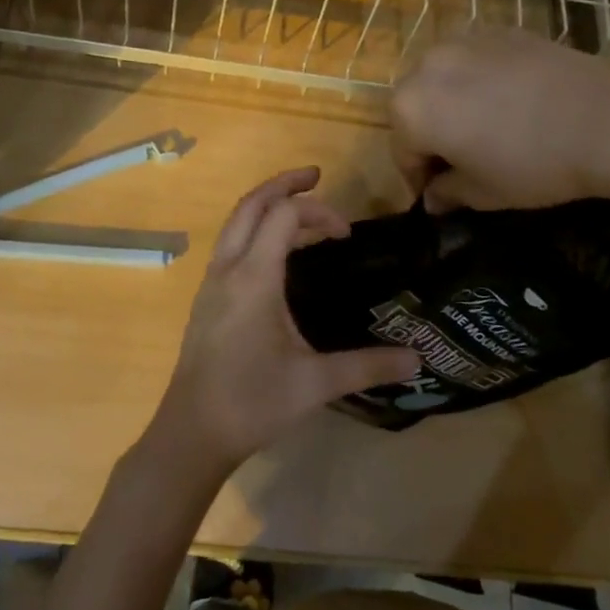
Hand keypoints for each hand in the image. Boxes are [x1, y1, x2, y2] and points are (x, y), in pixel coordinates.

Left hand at [146, 167, 419, 482]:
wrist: (192, 433)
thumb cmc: (252, 403)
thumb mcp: (316, 384)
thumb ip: (367, 366)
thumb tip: (417, 360)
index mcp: (253, 278)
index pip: (283, 216)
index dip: (319, 213)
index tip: (346, 235)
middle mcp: (227, 269)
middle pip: (250, 205)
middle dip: (283, 184)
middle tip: (316, 176)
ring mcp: (211, 283)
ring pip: (235, 223)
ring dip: (266, 206)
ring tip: (300, 211)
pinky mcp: (206, 299)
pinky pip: (229, 244)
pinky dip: (254, 230)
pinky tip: (275, 254)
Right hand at [390, 30, 609, 212]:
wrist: (605, 117)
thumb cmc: (533, 164)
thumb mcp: (484, 192)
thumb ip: (448, 192)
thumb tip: (433, 197)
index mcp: (410, 109)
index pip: (402, 152)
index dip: (418, 179)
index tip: (438, 196)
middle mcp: (426, 67)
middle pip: (416, 108)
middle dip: (430, 135)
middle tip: (461, 161)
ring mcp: (462, 41)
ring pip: (442, 79)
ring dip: (451, 104)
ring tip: (486, 127)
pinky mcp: (498, 30)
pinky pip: (474, 60)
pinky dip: (479, 81)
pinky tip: (511, 101)